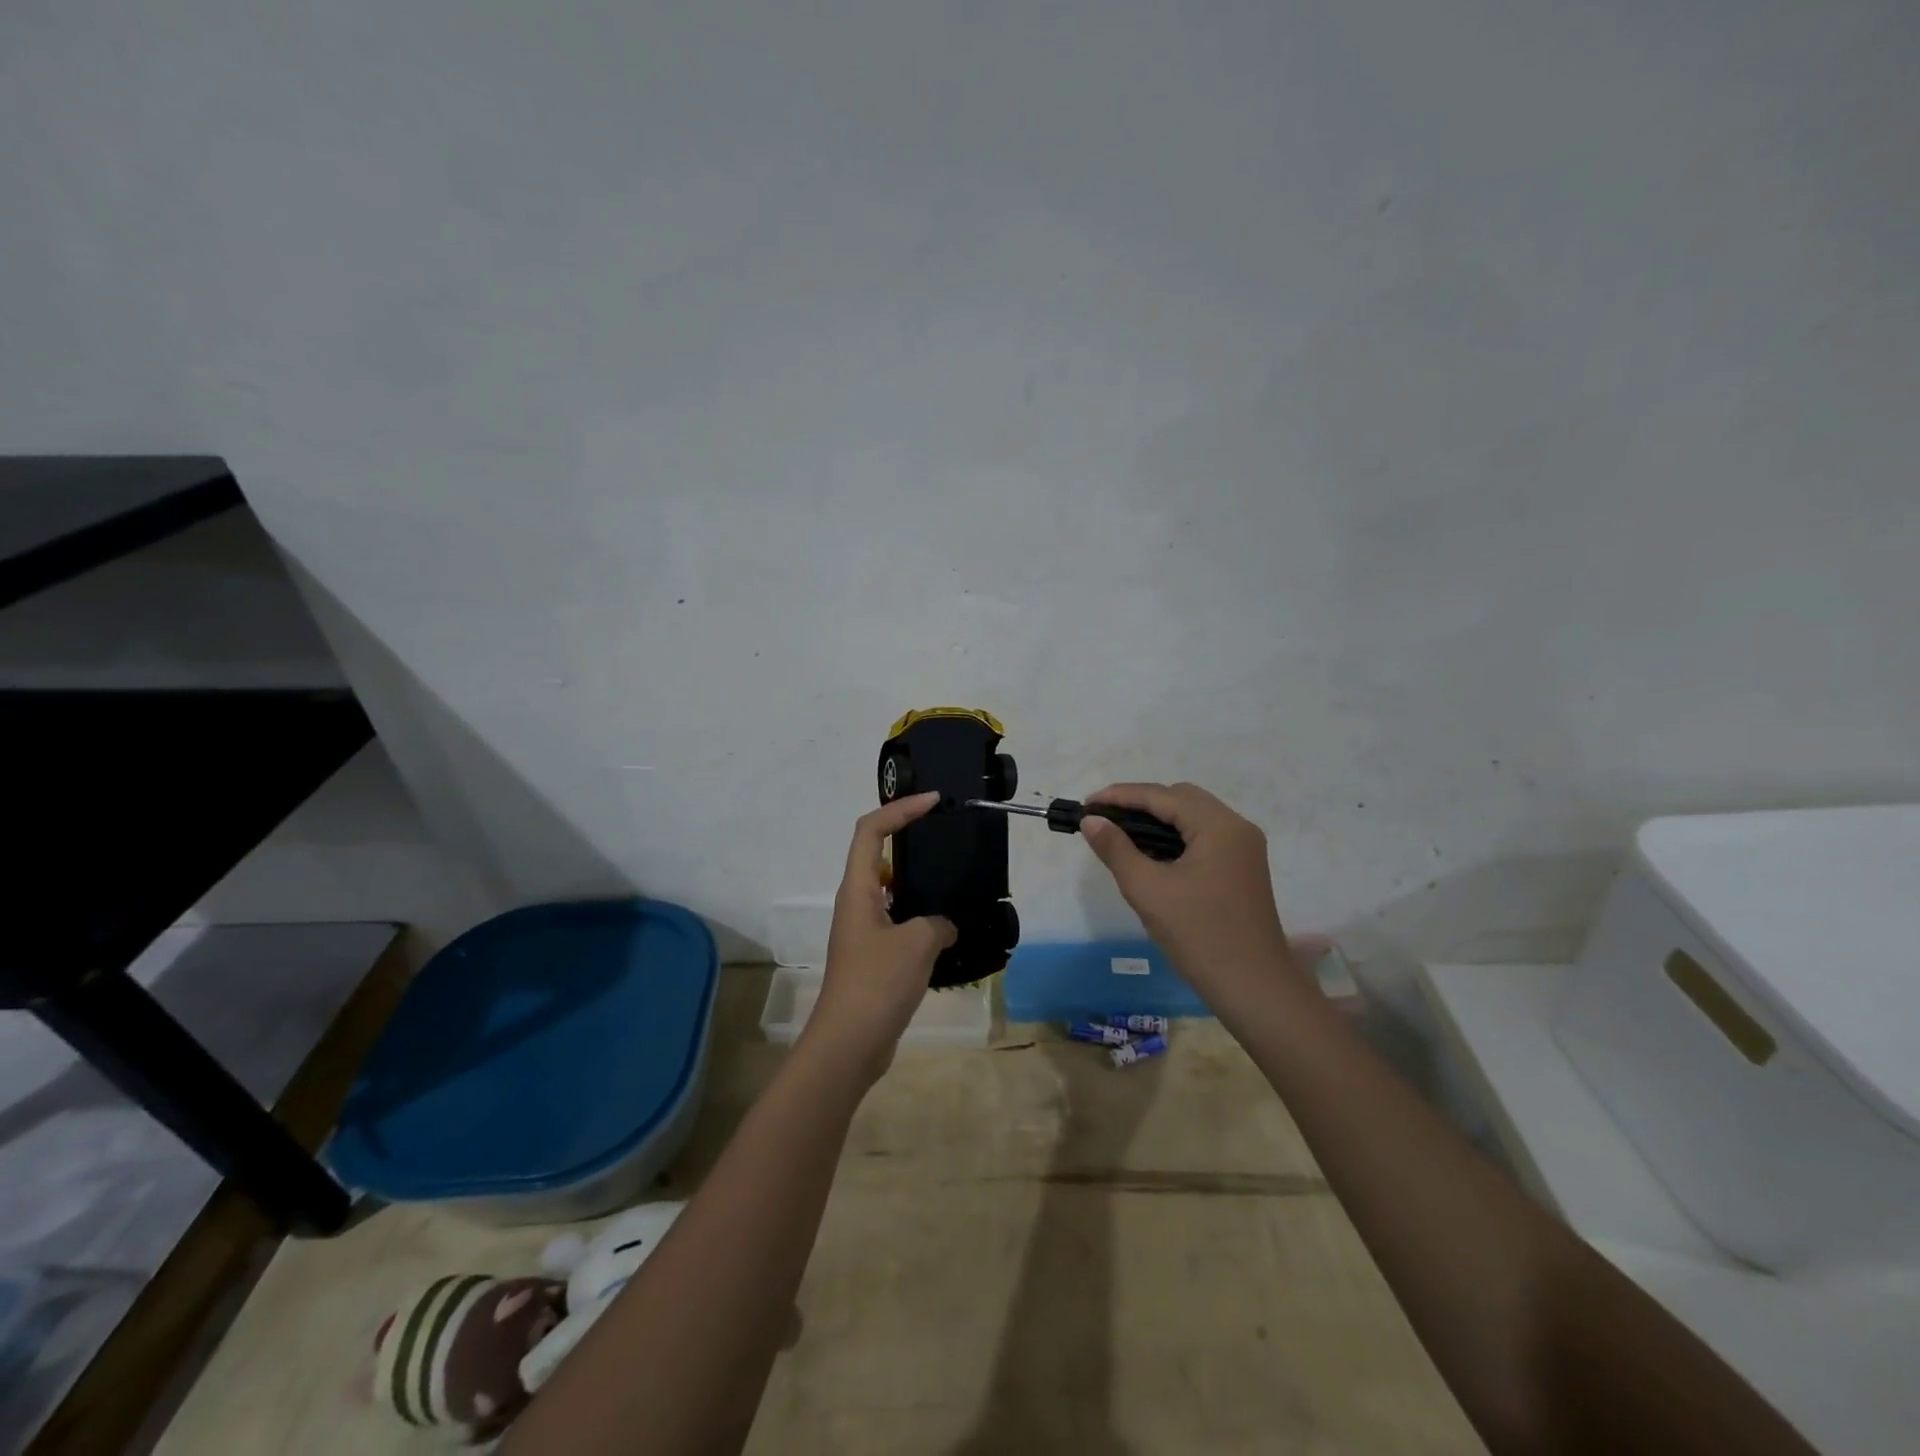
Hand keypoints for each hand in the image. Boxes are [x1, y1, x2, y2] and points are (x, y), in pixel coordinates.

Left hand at [807, 792, 956, 1082]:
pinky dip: (922, 916)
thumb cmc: (877, 983)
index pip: (871, 830)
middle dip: (909, 838)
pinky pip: (899, 920)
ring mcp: (864, 930)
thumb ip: (938, 922)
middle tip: (946, 835)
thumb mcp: (918, 943)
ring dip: (918, 880)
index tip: (932, 802)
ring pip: (891, 890)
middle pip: (878, 854)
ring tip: (954, 877)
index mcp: (858, 889)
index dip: (899, 809)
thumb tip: (944, 926)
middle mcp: (856, 903)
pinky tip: (950, 928)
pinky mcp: (874, 956)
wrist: (850, 1043)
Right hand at [1080, 782, 1299, 1009]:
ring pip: (1193, 817)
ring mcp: (1244, 848)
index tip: (1086, 805)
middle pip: (1181, 798)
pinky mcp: (1243, 867)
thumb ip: (1116, 849)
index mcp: (1218, 826)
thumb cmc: (1199, 936)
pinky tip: (1151, 854)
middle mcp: (1237, 827)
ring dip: (1157, 820)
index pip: (1162, 796)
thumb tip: (1091, 821)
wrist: (1254, 989)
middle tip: (1103, 820)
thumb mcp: (1148, 890)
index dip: (1120, 796)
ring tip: (1120, 835)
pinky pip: (1203, 836)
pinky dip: (1175, 836)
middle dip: (1139, 804)